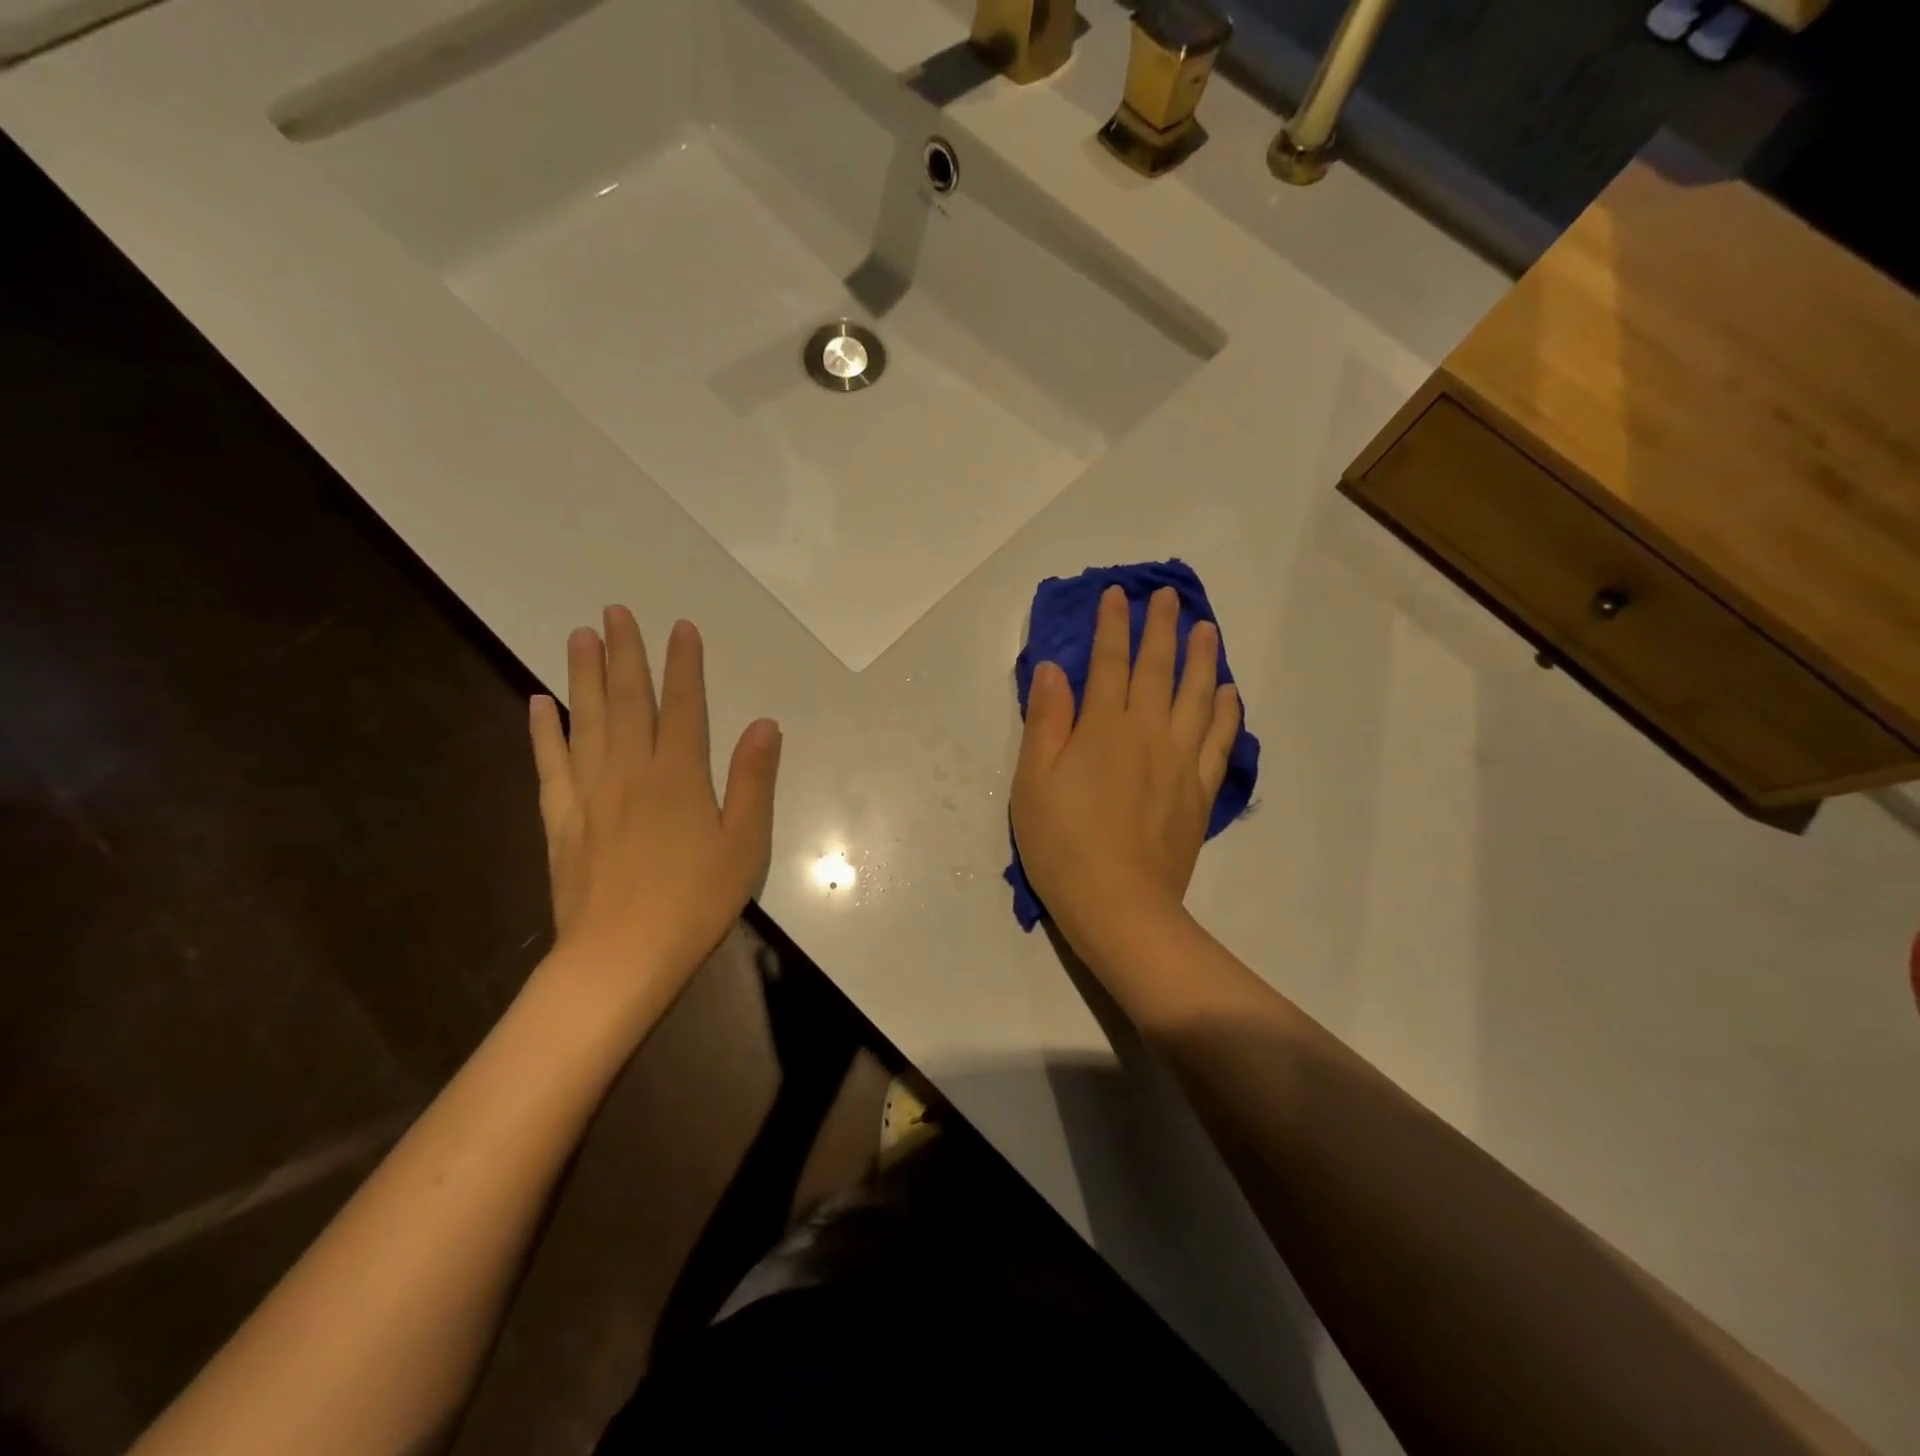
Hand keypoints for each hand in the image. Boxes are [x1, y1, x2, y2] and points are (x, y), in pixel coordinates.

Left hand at [528, 607, 780, 1028]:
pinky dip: (544, 731)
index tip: (679, 627)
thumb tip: (764, 724)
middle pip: (627, 701)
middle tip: (613, 612)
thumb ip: (753, 780)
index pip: (682, 706)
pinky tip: (539, 703)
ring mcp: (590, 793)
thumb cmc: (695, 901)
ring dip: (583, 676)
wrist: (621, 956)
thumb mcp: (745, 844)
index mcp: (679, 776)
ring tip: (578, 636)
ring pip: (586, 721)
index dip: (683, 664)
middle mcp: (631, 771)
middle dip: (624, 654)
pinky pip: (550, 764)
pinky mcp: (562, 819)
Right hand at [1011, 585, 1239, 964]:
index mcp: (1103, 727)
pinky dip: (1226, 710)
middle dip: (1161, 628)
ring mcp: (1180, 761)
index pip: (1109, 662)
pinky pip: (1219, 739)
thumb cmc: (1063, 843)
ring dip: (1203, 658)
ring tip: (1207, 629)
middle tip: (1169, 597)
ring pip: (1197, 695)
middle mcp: (1148, 732)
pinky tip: (1229, 692)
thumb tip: (1054, 670)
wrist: (1119, 904)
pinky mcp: (1200, 791)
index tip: (1117, 595)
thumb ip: (1046, 721)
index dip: (1112, 625)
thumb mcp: (1034, 780)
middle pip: (1158, 669)